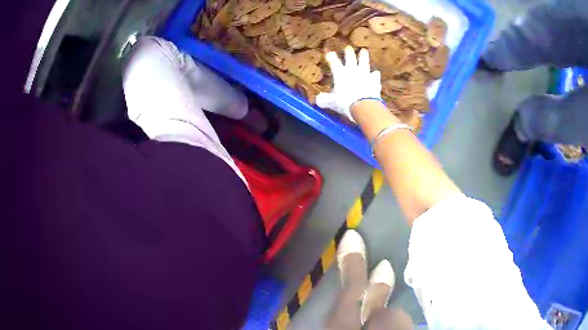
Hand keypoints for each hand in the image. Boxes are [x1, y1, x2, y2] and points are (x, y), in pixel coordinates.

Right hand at [316, 47, 381, 121]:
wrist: (364, 106)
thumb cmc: (345, 102)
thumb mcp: (331, 102)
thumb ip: (324, 100)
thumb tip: (318, 100)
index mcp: (340, 73)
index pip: (334, 62)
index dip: (331, 57)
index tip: (329, 53)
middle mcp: (352, 70)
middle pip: (350, 58)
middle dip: (348, 52)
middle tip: (348, 47)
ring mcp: (365, 74)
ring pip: (364, 62)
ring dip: (364, 56)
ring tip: (364, 51)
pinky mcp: (374, 81)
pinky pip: (375, 76)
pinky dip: (374, 75)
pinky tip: (376, 73)